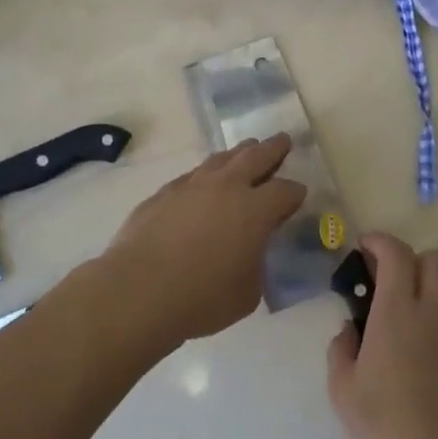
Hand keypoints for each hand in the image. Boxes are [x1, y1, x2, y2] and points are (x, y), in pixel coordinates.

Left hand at [95, 135, 305, 345]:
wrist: (139, 290)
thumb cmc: (202, 297)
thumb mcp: (247, 292)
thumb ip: (255, 265)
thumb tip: (248, 254)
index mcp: (255, 209)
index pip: (285, 191)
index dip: (295, 193)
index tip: (298, 195)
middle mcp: (227, 187)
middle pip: (256, 156)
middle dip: (273, 148)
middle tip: (282, 140)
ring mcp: (192, 185)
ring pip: (221, 159)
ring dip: (238, 154)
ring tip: (245, 151)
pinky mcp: (164, 193)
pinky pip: (192, 175)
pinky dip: (206, 174)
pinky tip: (204, 182)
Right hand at [327, 233, 437, 438]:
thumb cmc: (384, 428)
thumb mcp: (342, 389)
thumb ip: (341, 348)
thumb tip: (350, 330)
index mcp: (397, 311)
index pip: (396, 253)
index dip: (379, 241)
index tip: (364, 247)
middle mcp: (435, 311)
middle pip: (434, 259)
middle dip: (410, 260)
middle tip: (390, 283)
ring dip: (436, 284)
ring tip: (417, 309)